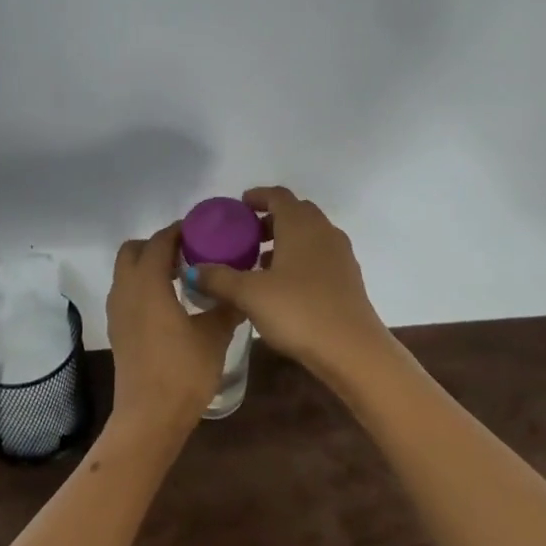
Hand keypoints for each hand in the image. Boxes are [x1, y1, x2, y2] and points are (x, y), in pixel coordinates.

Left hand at [105, 223, 242, 434]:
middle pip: (134, 250)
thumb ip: (226, 306)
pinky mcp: (118, 330)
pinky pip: (127, 292)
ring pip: (127, 272)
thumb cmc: (182, 371)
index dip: (179, 231)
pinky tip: (171, 304)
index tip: (203, 231)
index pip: (159, 241)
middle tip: (189, 253)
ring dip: (150, 266)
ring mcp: (118, 311)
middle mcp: (126, 290)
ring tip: (183, 277)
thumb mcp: (214, 336)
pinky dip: (144, 286)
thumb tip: (240, 290)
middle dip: (158, 245)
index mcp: (148, 283)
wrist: (149, 418)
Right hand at [185, 187, 388, 380]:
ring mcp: (340, 254)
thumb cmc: (298, 311)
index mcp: (300, 224)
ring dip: (285, 241)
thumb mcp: (249, 294)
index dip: (257, 197)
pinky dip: (299, 259)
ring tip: (259, 264)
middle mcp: (323, 230)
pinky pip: (319, 255)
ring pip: (309, 235)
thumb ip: (219, 278)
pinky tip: (283, 286)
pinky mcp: (348, 278)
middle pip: (295, 212)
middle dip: (269, 220)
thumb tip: (193, 270)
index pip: (278, 196)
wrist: (352, 350)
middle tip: (245, 237)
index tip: (238, 207)